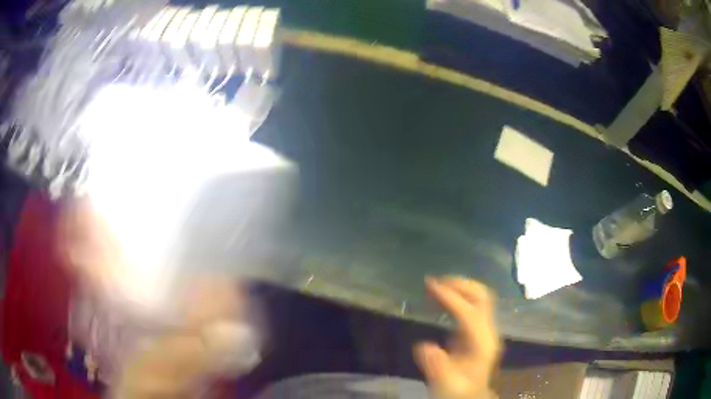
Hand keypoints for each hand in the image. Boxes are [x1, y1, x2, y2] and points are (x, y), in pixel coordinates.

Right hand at [414, 277, 500, 398]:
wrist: (469, 395)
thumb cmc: (457, 389)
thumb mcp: (445, 383)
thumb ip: (436, 365)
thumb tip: (424, 346)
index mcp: (482, 343)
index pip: (469, 313)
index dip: (451, 298)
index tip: (430, 286)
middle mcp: (488, 331)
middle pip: (482, 297)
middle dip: (459, 284)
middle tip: (434, 281)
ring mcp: (486, 328)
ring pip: (480, 296)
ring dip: (460, 286)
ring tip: (437, 285)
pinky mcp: (478, 329)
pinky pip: (473, 303)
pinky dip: (459, 295)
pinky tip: (444, 297)